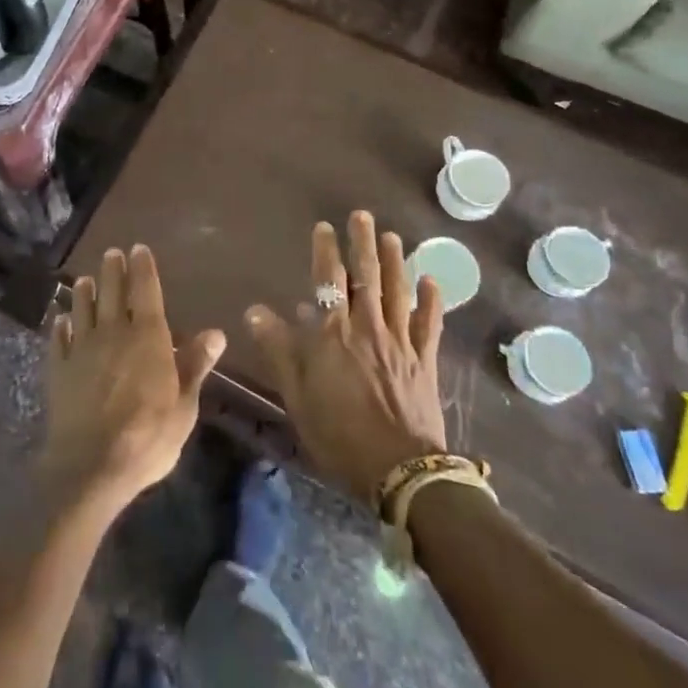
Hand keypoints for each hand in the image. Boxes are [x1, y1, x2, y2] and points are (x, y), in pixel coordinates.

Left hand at [44, 245, 226, 512]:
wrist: (90, 466)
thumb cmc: (147, 437)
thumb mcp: (184, 406)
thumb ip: (195, 365)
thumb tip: (216, 333)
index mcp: (147, 336)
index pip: (145, 290)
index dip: (142, 268)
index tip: (138, 248)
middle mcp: (113, 332)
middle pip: (111, 292)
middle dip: (113, 270)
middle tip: (112, 253)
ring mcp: (82, 349)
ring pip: (83, 309)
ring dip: (84, 292)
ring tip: (85, 280)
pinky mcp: (59, 369)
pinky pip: (59, 339)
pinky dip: (61, 326)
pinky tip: (61, 320)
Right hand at [246, 212, 447, 502]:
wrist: (401, 471)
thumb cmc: (340, 434)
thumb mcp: (297, 396)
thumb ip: (279, 350)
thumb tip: (255, 311)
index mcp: (335, 334)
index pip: (329, 281)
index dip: (326, 251)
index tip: (325, 227)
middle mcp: (369, 327)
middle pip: (367, 276)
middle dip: (364, 243)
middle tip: (363, 216)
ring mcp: (401, 342)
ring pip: (399, 291)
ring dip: (396, 261)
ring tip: (393, 236)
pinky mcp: (425, 360)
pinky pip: (430, 324)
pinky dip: (432, 301)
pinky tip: (431, 281)